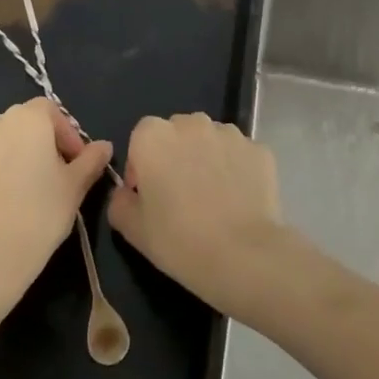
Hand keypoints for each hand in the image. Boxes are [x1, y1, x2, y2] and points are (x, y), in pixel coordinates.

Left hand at [0, 98, 112, 330]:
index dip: (65, 133)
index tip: (74, 162)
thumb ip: (90, 161)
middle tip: (48, 178)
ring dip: (5, 161)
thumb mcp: (75, 188)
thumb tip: (103, 146)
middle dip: (35, 145)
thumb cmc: (39, 216)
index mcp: (25, 120)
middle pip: (18, 126)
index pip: (49, 111)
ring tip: (16, 195)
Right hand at [107, 113, 284, 315]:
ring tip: (212, 197)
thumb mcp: (132, 229)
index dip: (141, 164)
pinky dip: (236, 168)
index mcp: (154, 137)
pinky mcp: (259, 149)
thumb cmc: (179, 241)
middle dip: (175, 155)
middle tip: (180, 194)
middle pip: (178, 132)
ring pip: (210, 139)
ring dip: (206, 157)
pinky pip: (239, 154)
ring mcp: (230, 134)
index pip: (141, 136)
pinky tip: (238, 199)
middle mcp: (192, 124)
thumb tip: (127, 192)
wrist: (243, 254)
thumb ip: (119, 201)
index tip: (148, 194)